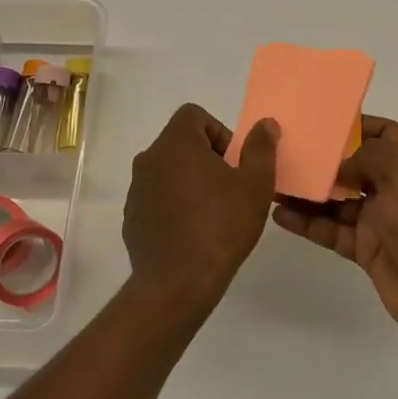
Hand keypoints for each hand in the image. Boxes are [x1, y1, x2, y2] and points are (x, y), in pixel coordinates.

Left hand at [122, 104, 279, 320]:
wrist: (177, 283)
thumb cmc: (221, 227)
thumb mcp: (255, 185)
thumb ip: (261, 148)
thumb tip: (265, 124)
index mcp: (176, 143)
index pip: (194, 115)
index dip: (219, 132)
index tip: (233, 163)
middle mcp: (149, 158)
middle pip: (181, 142)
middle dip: (207, 158)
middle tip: (229, 189)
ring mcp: (136, 189)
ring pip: (168, 171)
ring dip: (190, 182)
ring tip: (213, 213)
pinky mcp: (132, 217)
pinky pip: (157, 198)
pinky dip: (174, 205)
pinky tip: (192, 232)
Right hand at [270, 115, 397, 343]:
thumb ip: (368, 157)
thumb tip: (340, 164)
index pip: (387, 134)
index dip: (360, 125)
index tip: (325, 121)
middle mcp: (397, 190)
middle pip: (356, 167)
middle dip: (326, 159)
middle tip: (289, 149)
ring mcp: (380, 222)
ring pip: (338, 201)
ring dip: (310, 192)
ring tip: (274, 180)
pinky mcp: (366, 250)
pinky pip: (331, 231)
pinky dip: (307, 223)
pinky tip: (279, 213)